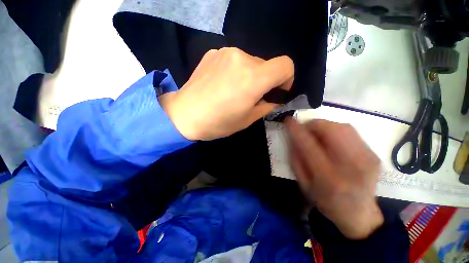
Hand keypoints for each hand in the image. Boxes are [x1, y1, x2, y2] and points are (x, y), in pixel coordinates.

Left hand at [159, 47, 293, 140]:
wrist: (184, 114)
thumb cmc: (218, 122)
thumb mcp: (247, 119)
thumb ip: (267, 106)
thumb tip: (275, 99)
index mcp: (253, 78)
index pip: (286, 65)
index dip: (286, 79)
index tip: (275, 91)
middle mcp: (242, 59)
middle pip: (266, 65)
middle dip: (264, 81)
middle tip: (250, 97)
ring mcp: (225, 53)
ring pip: (250, 62)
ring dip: (249, 76)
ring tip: (234, 91)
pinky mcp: (213, 53)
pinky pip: (234, 60)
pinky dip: (235, 71)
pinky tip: (222, 84)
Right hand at [285, 118, 383, 239]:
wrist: (358, 214)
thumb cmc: (325, 200)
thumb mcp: (303, 183)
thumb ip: (296, 159)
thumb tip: (292, 137)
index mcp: (328, 177)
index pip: (308, 144)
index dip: (296, 129)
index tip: (288, 120)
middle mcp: (351, 166)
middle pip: (331, 130)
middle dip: (313, 124)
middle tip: (304, 128)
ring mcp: (367, 159)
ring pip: (343, 127)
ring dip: (324, 125)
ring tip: (317, 134)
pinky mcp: (374, 155)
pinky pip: (351, 132)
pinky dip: (336, 130)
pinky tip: (331, 140)